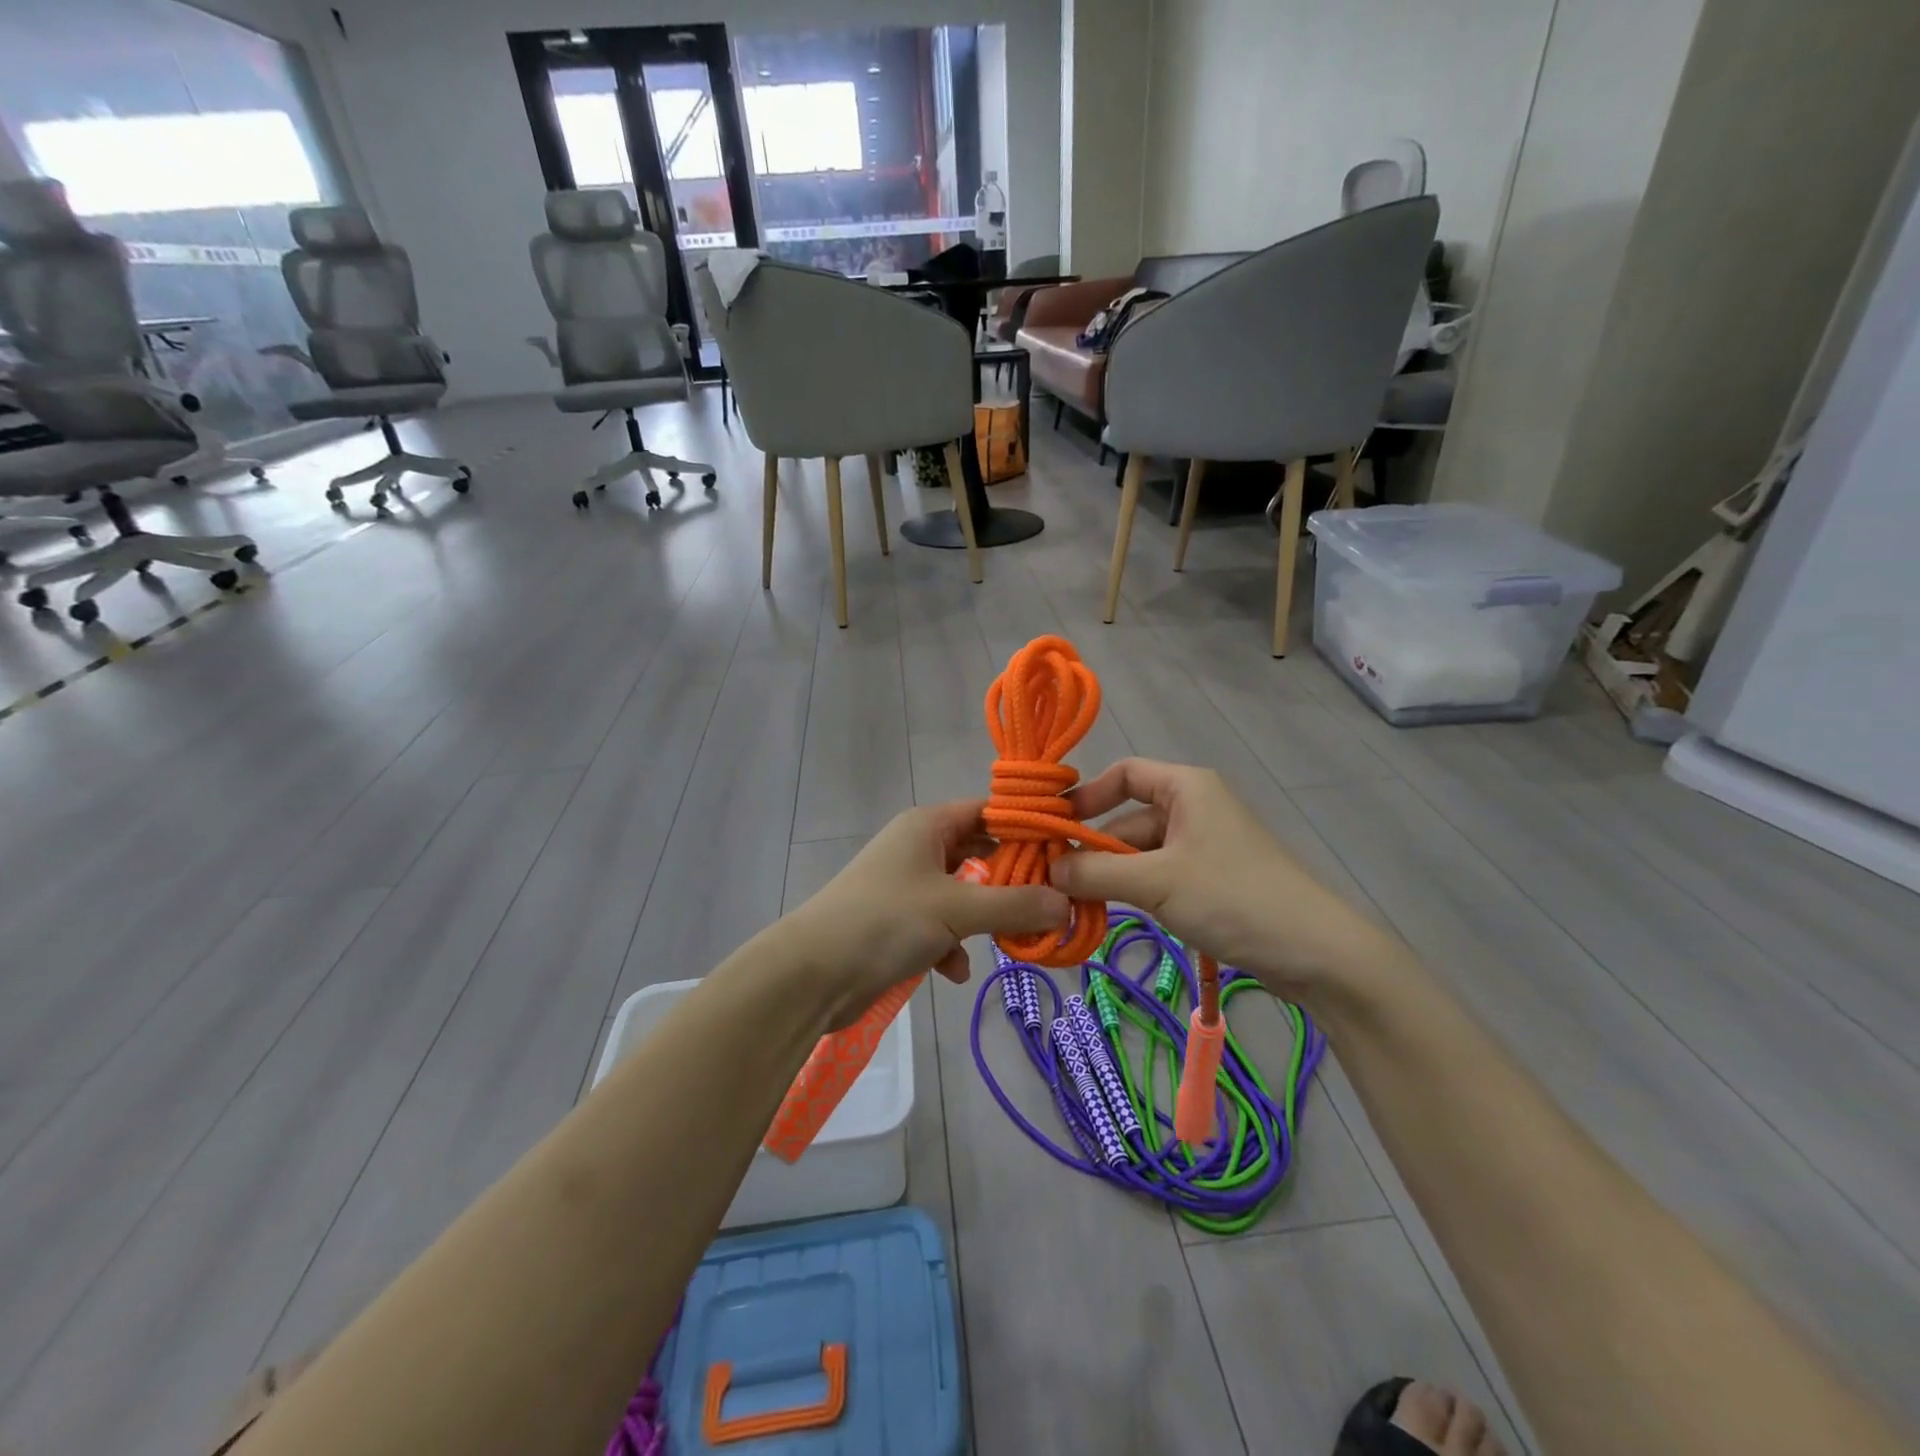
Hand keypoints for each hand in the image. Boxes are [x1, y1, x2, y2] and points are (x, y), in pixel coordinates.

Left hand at [785, 801, 1070, 1027]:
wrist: (812, 974)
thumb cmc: (885, 921)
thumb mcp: (956, 909)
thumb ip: (1014, 905)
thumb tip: (1067, 903)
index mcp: (928, 826)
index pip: (988, 812)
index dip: (1026, 827)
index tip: (1066, 850)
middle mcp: (917, 848)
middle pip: (978, 853)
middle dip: (1012, 879)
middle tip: (1054, 897)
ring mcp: (906, 886)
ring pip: (962, 894)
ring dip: (985, 916)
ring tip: (1017, 937)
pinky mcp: (896, 923)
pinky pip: (939, 926)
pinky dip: (952, 945)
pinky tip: (955, 970)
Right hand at [1051, 759, 1394, 997]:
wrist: (1317, 952)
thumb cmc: (1233, 897)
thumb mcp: (1156, 882)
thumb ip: (1096, 872)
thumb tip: (1046, 871)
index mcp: (1186, 788)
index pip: (1124, 774)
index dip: (1087, 796)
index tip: (1054, 827)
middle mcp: (1193, 809)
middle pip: (1127, 818)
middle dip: (1093, 848)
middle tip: (1053, 881)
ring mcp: (1202, 847)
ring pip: (1140, 853)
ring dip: (1110, 875)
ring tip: (1074, 903)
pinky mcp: (1209, 881)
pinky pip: (1157, 877)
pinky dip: (1132, 891)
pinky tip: (1110, 913)